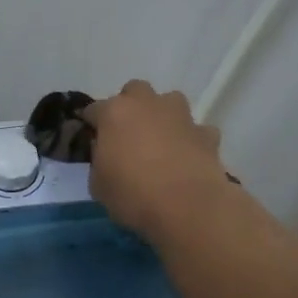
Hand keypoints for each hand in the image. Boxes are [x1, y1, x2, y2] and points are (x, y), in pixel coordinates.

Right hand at [84, 80, 229, 240]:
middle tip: (128, 135)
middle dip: (130, 107)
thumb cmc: (133, 195)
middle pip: (134, 91)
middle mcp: (148, 104)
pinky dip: (190, 139)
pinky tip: (187, 158)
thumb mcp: (98, 185)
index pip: (94, 109)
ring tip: (160, 142)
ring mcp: (181, 115)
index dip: (91, 124)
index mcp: (114, 113)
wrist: (187, 206)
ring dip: (163, 116)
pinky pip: (195, 130)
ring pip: (169, 102)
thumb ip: (99, 161)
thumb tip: (108, 155)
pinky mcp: (206, 133)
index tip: (91, 140)